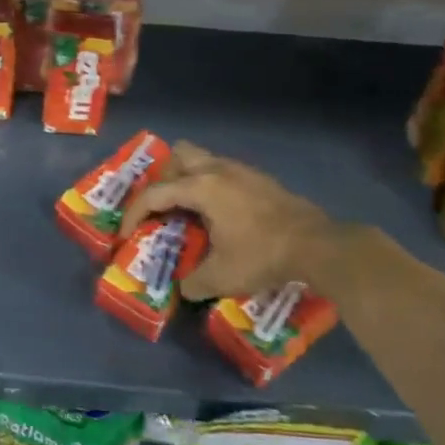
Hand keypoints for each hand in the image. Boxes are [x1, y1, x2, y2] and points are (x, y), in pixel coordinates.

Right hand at [120, 141, 348, 300]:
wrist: (318, 246)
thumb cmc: (262, 255)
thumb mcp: (222, 277)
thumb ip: (194, 282)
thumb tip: (183, 288)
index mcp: (201, 187)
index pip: (155, 193)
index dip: (134, 213)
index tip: (126, 233)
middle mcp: (218, 170)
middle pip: (177, 156)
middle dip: (163, 178)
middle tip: (162, 207)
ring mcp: (241, 171)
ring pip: (203, 159)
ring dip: (188, 179)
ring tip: (188, 209)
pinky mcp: (260, 179)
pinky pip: (223, 171)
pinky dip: (212, 186)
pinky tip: (220, 214)